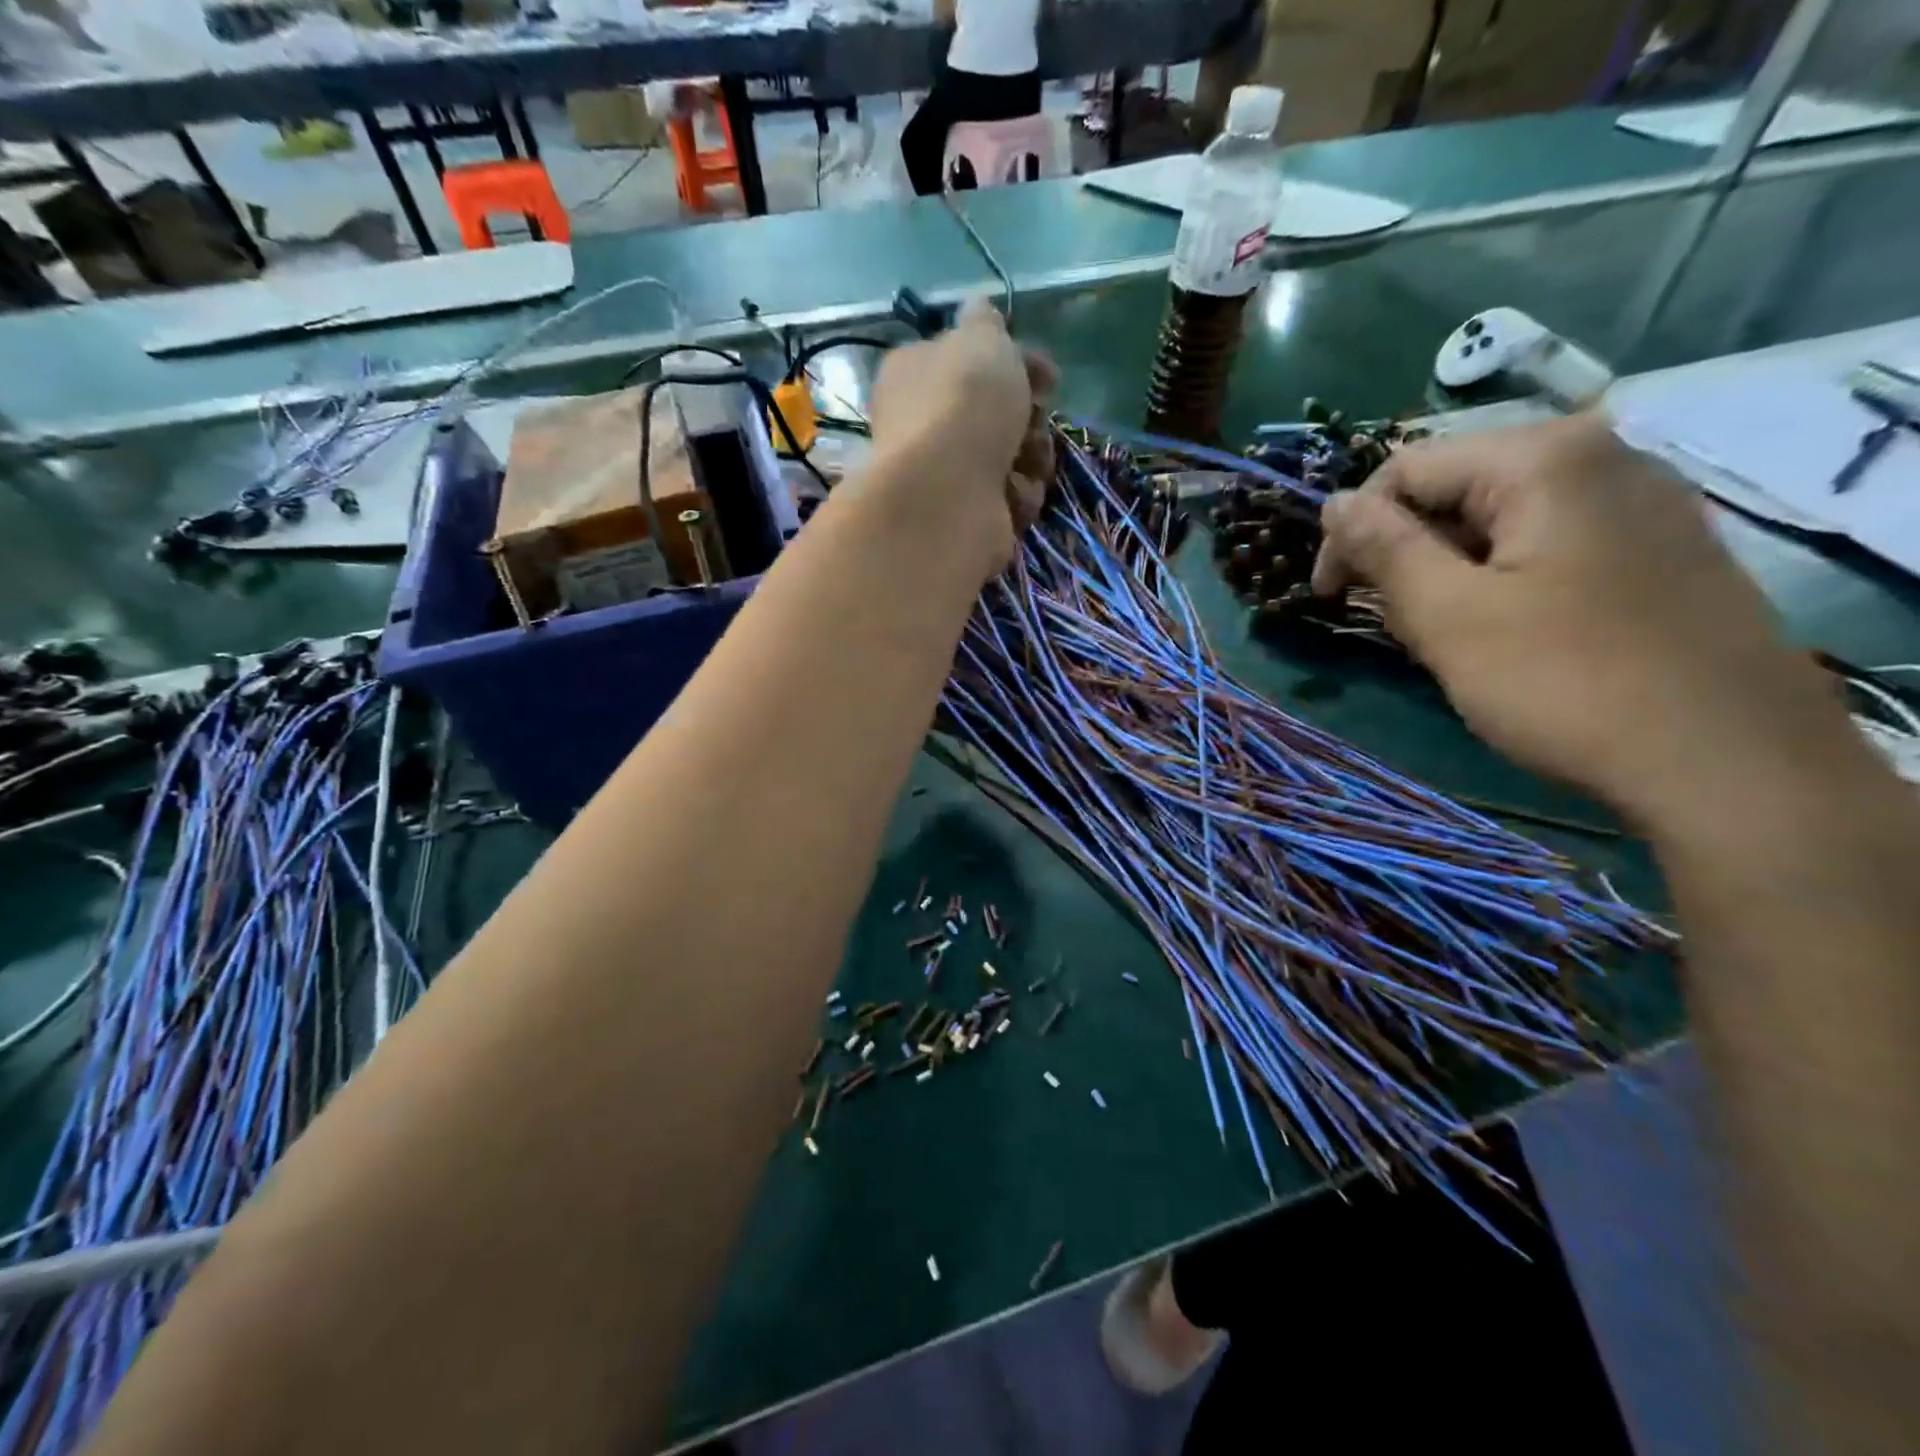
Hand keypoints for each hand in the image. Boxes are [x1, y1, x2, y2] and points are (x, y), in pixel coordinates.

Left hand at [866, 299, 1057, 554]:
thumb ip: (984, 323)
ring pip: (1013, 458)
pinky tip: (1011, 496)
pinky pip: (1011, 499)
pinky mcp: (968, 516)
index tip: (1046, 373)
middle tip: (1033, 417)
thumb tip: (979, 308)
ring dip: (1032, 458)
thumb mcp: (979, 340)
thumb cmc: (962, 404)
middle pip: (999, 414)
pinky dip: (1019, 496)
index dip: (1016, 363)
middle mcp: (927, 424)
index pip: (972, 361)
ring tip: (1025, 461)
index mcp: (917, 373)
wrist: (947, 496)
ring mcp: (947, 475)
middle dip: (1029, 417)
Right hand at [1311, 413, 1845, 823]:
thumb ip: (1383, 548)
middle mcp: (1602, 455)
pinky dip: (1502, 575)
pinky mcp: (1661, 545)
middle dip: (1405, 550)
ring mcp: (1643, 499)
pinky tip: (1506, 629)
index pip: (1404, 469)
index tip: (1328, 597)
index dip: (1350, 531)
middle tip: (1390, 620)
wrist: (1729, 761)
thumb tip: (1334, 502)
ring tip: (1443, 632)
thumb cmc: (1566, 682)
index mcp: (1545, 458)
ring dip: (1449, 567)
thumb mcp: (1448, 615)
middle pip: (1456, 486)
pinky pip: (1550, 539)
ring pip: (1501, 516)